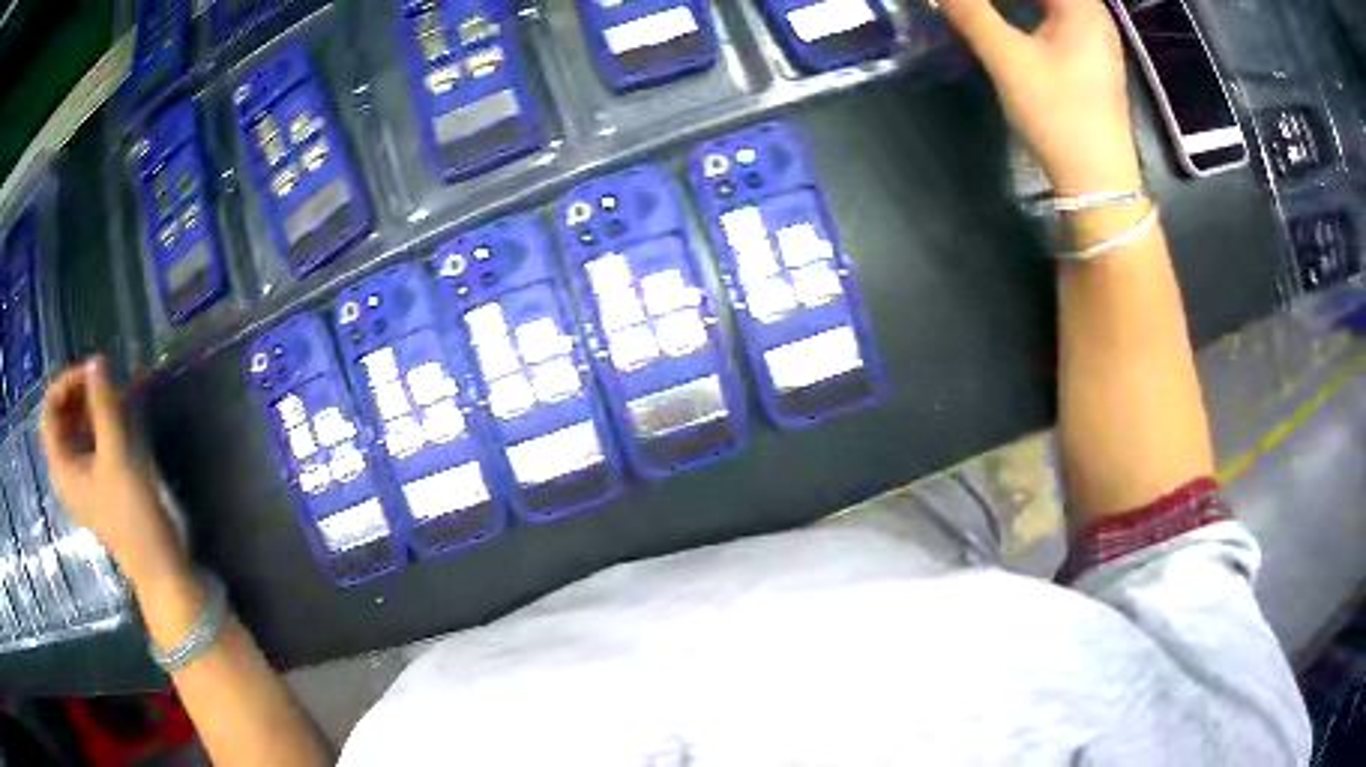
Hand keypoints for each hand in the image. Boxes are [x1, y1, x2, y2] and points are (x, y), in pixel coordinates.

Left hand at [39, 358, 187, 587]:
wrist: (158, 567)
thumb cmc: (132, 513)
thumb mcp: (117, 455)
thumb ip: (104, 405)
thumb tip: (96, 361)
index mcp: (61, 468)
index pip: (49, 410)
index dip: (65, 383)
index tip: (92, 373)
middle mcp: (65, 473)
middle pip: (59, 419)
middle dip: (77, 393)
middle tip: (103, 381)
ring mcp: (80, 483)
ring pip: (73, 432)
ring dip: (88, 408)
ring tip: (112, 398)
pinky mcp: (96, 489)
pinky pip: (86, 446)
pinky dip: (97, 427)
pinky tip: (116, 422)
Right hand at [938, 0, 1142, 194]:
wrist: (1099, 182)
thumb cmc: (1059, 114)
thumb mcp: (1008, 58)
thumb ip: (970, 12)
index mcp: (1081, 5)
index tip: (966, 2)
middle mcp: (1094, 15)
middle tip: (968, 6)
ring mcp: (1096, 39)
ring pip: (1047, 5)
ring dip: (1013, 4)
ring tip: (980, 11)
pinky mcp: (1091, 61)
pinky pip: (1054, 19)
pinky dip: (1027, 14)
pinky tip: (1005, 25)